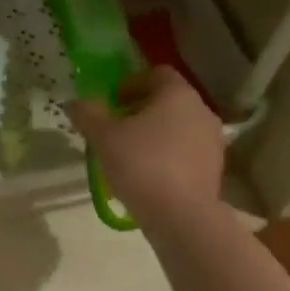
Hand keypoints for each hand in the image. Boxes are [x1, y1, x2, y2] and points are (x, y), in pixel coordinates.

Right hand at [67, 66, 223, 229]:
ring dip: (154, 134)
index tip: (111, 103)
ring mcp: (212, 140)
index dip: (130, 83)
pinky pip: (186, 152)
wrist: (181, 216)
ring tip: (129, 155)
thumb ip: (88, 114)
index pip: (156, 73)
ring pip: (178, 127)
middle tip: (115, 129)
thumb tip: (74, 103)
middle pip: (168, 100)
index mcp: (177, 94)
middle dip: (140, 110)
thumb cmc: (141, 165)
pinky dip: (167, 156)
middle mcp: (201, 110)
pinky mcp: (214, 168)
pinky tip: (148, 176)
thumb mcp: (103, 137)